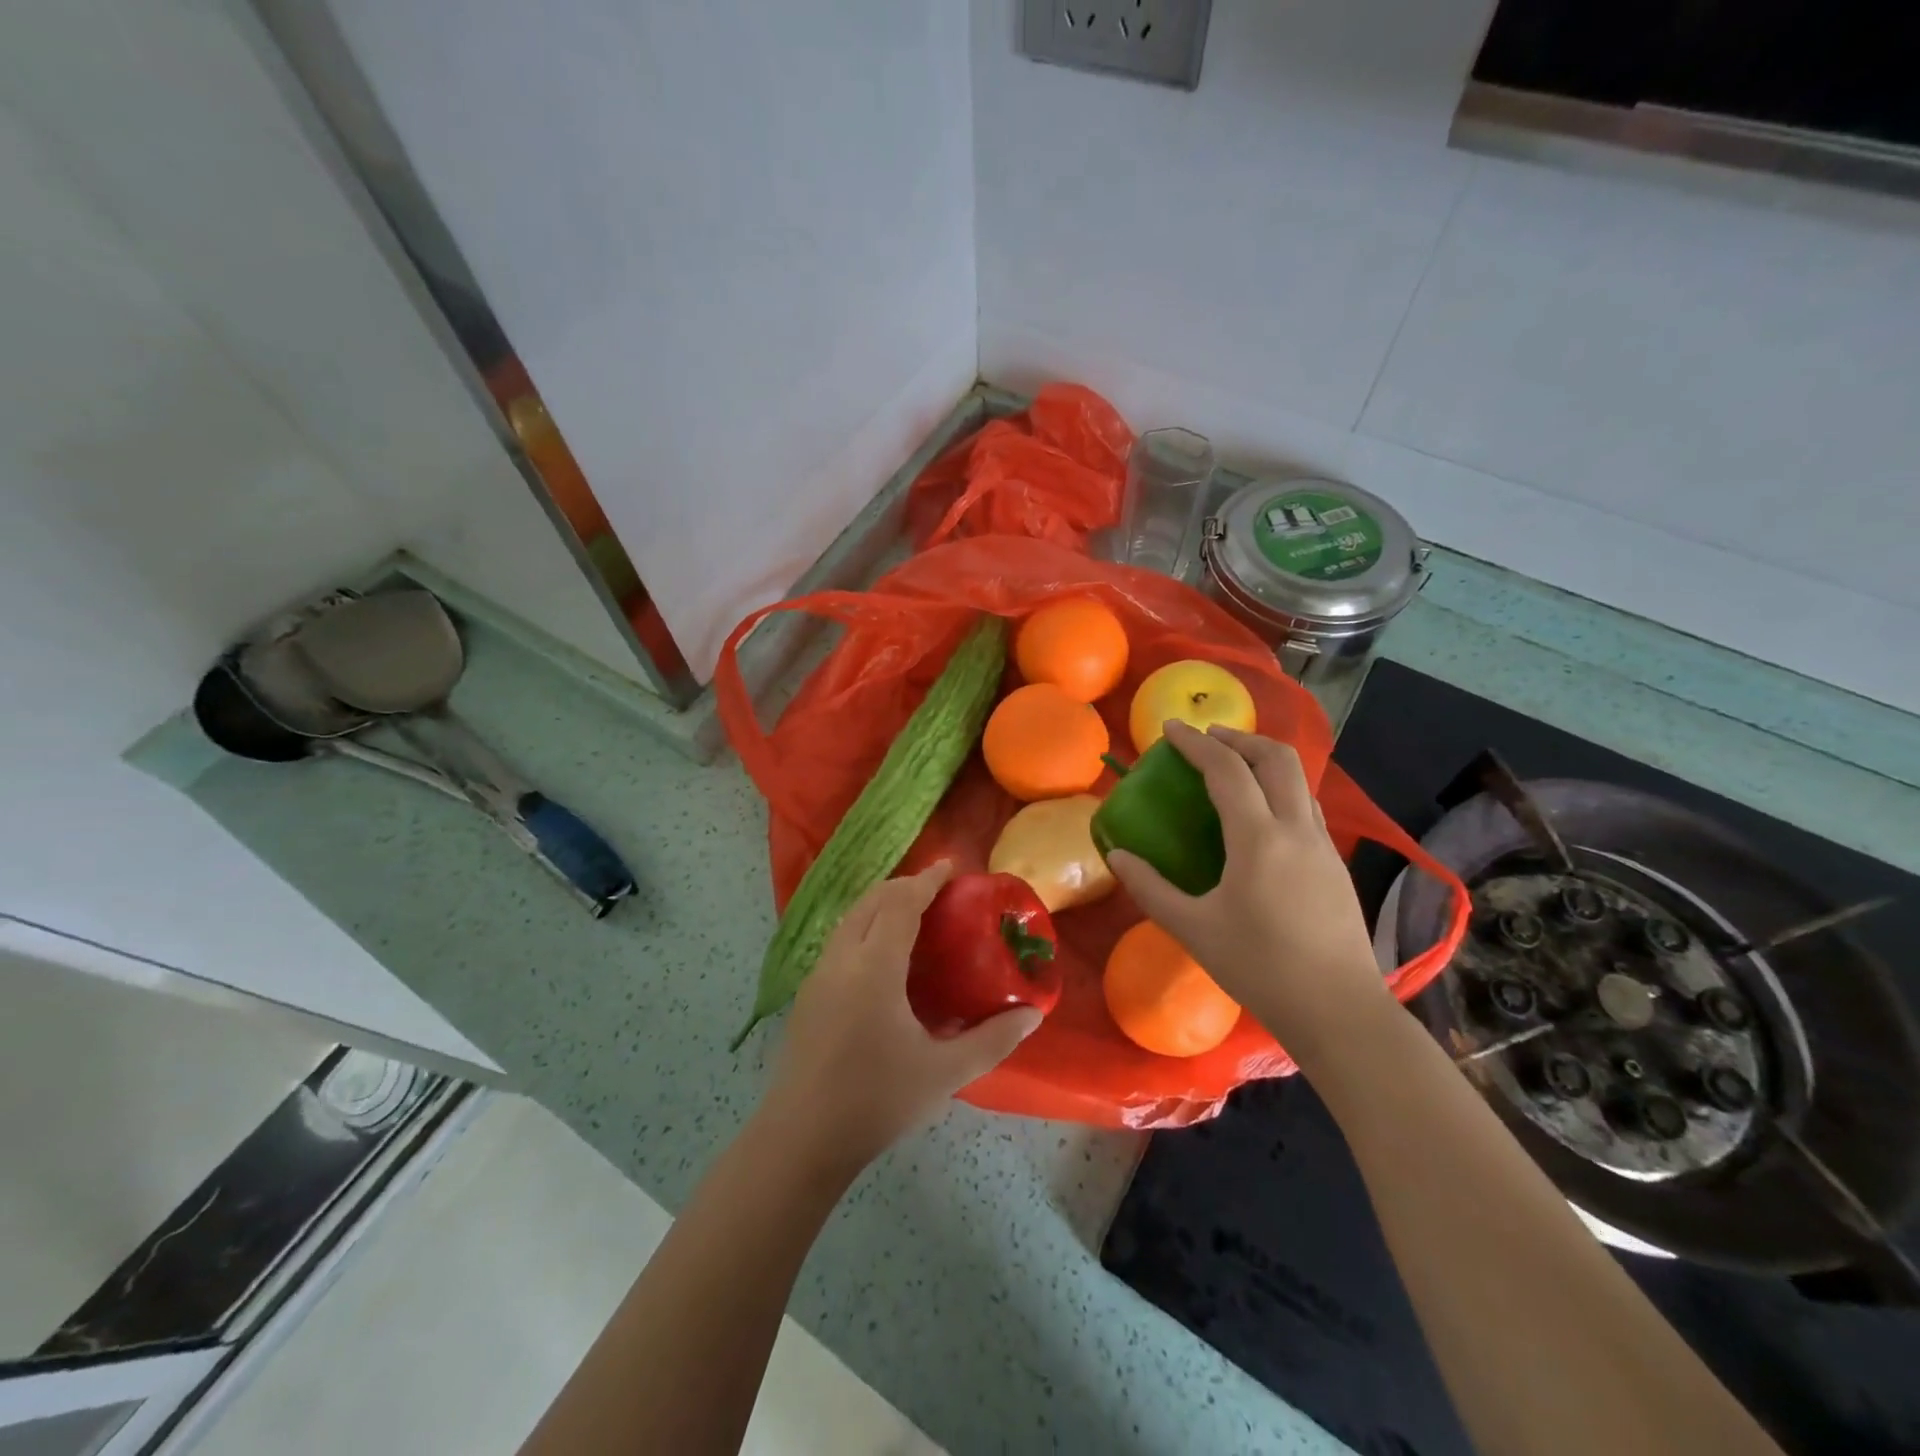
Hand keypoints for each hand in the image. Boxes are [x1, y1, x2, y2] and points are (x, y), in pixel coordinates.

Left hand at [759, 862, 1042, 1179]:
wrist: (801, 1139)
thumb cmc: (877, 1100)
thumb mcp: (944, 1073)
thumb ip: (993, 1040)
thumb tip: (1032, 1015)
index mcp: (874, 966)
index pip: (901, 903)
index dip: (926, 880)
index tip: (950, 867)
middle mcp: (842, 958)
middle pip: (872, 901)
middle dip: (904, 886)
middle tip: (938, 891)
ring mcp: (818, 975)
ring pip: (851, 918)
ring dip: (881, 905)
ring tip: (914, 916)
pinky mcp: (807, 995)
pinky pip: (840, 941)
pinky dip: (865, 927)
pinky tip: (883, 958)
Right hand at [1107, 721, 1393, 1069]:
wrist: (1339, 1010)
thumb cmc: (1259, 968)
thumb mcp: (1192, 929)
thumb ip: (1150, 888)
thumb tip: (1117, 858)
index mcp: (1259, 838)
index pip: (1227, 770)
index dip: (1196, 743)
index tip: (1170, 728)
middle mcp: (1296, 829)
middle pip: (1276, 759)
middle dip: (1239, 738)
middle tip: (1207, 739)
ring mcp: (1323, 846)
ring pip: (1298, 781)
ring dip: (1263, 762)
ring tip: (1233, 769)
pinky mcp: (1335, 866)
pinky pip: (1306, 807)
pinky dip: (1279, 791)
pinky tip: (1260, 818)